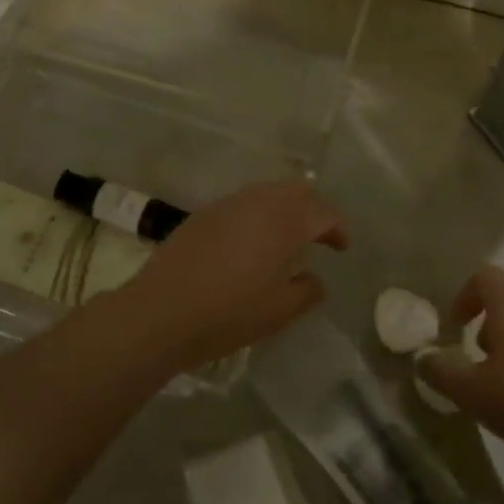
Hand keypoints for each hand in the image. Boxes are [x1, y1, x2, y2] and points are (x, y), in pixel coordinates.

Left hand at [118, 180, 348, 370]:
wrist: (161, 311)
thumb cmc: (228, 313)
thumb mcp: (279, 312)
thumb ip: (306, 291)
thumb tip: (313, 279)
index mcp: (284, 222)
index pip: (322, 212)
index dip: (337, 228)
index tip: (342, 247)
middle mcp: (257, 203)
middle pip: (295, 190)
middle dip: (312, 208)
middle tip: (318, 236)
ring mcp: (226, 205)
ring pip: (266, 192)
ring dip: (283, 208)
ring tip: (285, 238)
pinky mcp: (202, 214)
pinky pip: (240, 203)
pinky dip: (256, 214)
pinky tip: (250, 242)